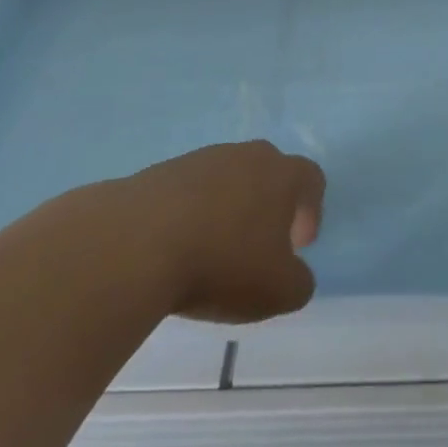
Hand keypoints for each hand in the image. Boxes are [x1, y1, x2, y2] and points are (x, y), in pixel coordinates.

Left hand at [117, 142, 325, 323]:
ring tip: (213, 252)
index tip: (298, 246)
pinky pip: (189, 192)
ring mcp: (201, 159)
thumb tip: (294, 274)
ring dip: (228, 210)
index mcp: (282, 173)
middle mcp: (246, 155)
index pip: (311, 179)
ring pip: (227, 180)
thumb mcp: (279, 291)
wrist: (136, 244)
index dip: (311, 211)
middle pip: (268, 172)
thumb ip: (299, 282)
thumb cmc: (222, 263)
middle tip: (259, 246)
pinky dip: (191, 215)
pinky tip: (179, 249)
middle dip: (269, 206)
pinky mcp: (161, 171)